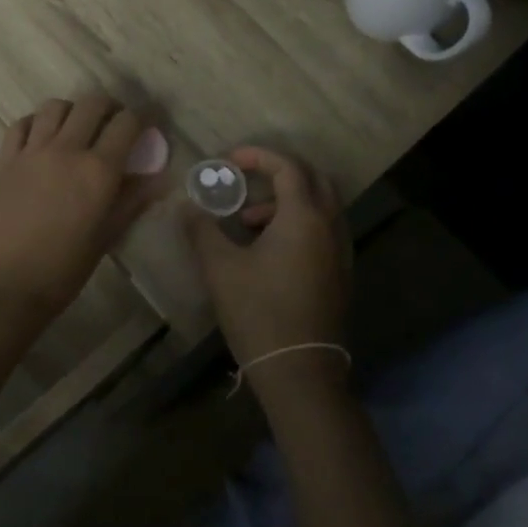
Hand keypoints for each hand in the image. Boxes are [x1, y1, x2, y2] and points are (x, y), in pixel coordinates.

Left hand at [0, 94, 165, 320]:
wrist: (5, 285)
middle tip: (114, 125)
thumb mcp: (106, 237)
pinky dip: (36, 122)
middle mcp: (67, 149)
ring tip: (77, 129)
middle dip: (110, 108)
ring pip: (55, 106)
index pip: (127, 123)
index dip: (142, 119)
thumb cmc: (63, 270)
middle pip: (92, 104)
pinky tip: (42, 138)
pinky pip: (22, 123)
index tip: (147, 125)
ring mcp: (32, 150)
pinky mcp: (5, 159)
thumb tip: (160, 178)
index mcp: (98, 170)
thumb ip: (133, 201)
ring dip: (72, 111)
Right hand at [185, 146, 350, 399]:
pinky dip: (298, 223)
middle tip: (248, 179)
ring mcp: (340, 252)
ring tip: (247, 223)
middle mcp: (329, 227)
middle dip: (279, 173)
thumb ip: (202, 229)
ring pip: (320, 206)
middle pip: (313, 179)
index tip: (229, 160)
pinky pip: (323, 230)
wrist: (298, 370)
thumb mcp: (220, 267)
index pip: (287, 167)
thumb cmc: (258, 311)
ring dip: (286, 201)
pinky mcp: (340, 274)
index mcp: (303, 217)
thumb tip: (187, 206)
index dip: (258, 156)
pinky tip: (268, 249)